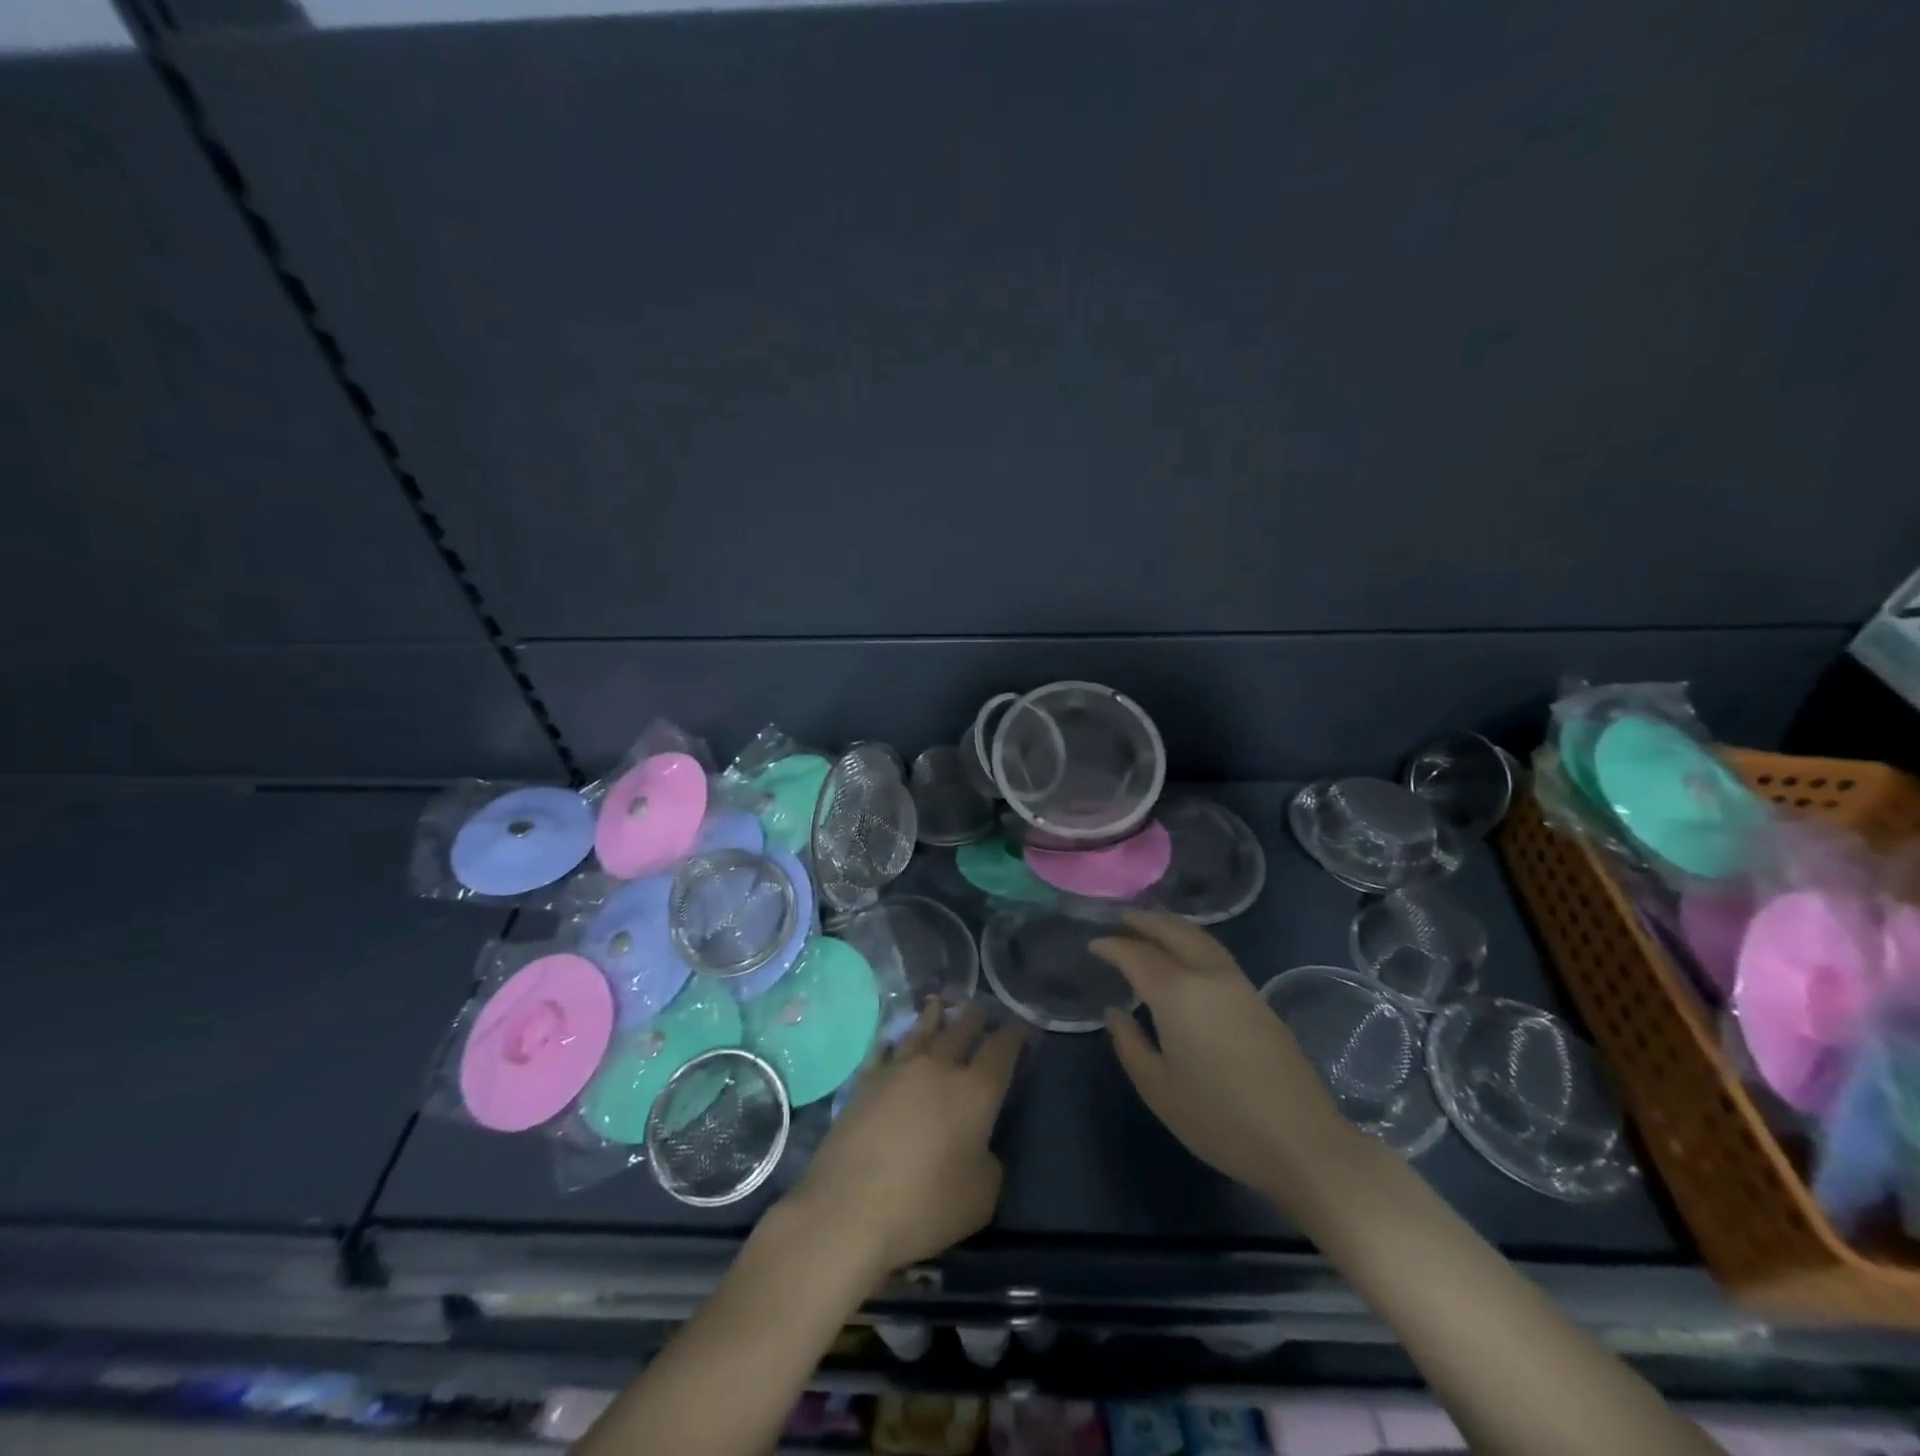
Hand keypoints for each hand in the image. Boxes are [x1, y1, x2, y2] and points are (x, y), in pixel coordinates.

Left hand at [786, 1001, 1025, 1279]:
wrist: (849, 1208)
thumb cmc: (925, 1207)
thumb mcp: (981, 1197)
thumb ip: (988, 1161)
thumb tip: (977, 1146)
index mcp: (975, 1091)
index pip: (1002, 1050)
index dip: (1015, 1035)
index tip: (1022, 1026)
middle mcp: (939, 1067)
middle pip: (961, 1029)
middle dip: (976, 1018)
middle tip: (982, 1010)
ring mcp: (898, 1069)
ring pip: (922, 1030)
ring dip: (935, 1016)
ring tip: (940, 1004)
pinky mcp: (865, 1081)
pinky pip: (884, 1048)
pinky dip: (894, 1039)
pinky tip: (894, 1038)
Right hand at [1093, 911, 1351, 1192]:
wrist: (1302, 1143)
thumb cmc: (1220, 1119)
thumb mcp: (1158, 1089)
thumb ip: (1130, 1044)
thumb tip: (1116, 1012)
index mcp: (1177, 993)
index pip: (1136, 955)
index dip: (1112, 946)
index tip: (1093, 944)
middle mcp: (1208, 976)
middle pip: (1174, 932)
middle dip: (1145, 921)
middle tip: (1120, 918)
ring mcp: (1239, 985)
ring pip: (1200, 938)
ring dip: (1172, 926)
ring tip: (1151, 928)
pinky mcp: (1259, 1000)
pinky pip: (1216, 954)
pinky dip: (1193, 942)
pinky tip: (1185, 958)